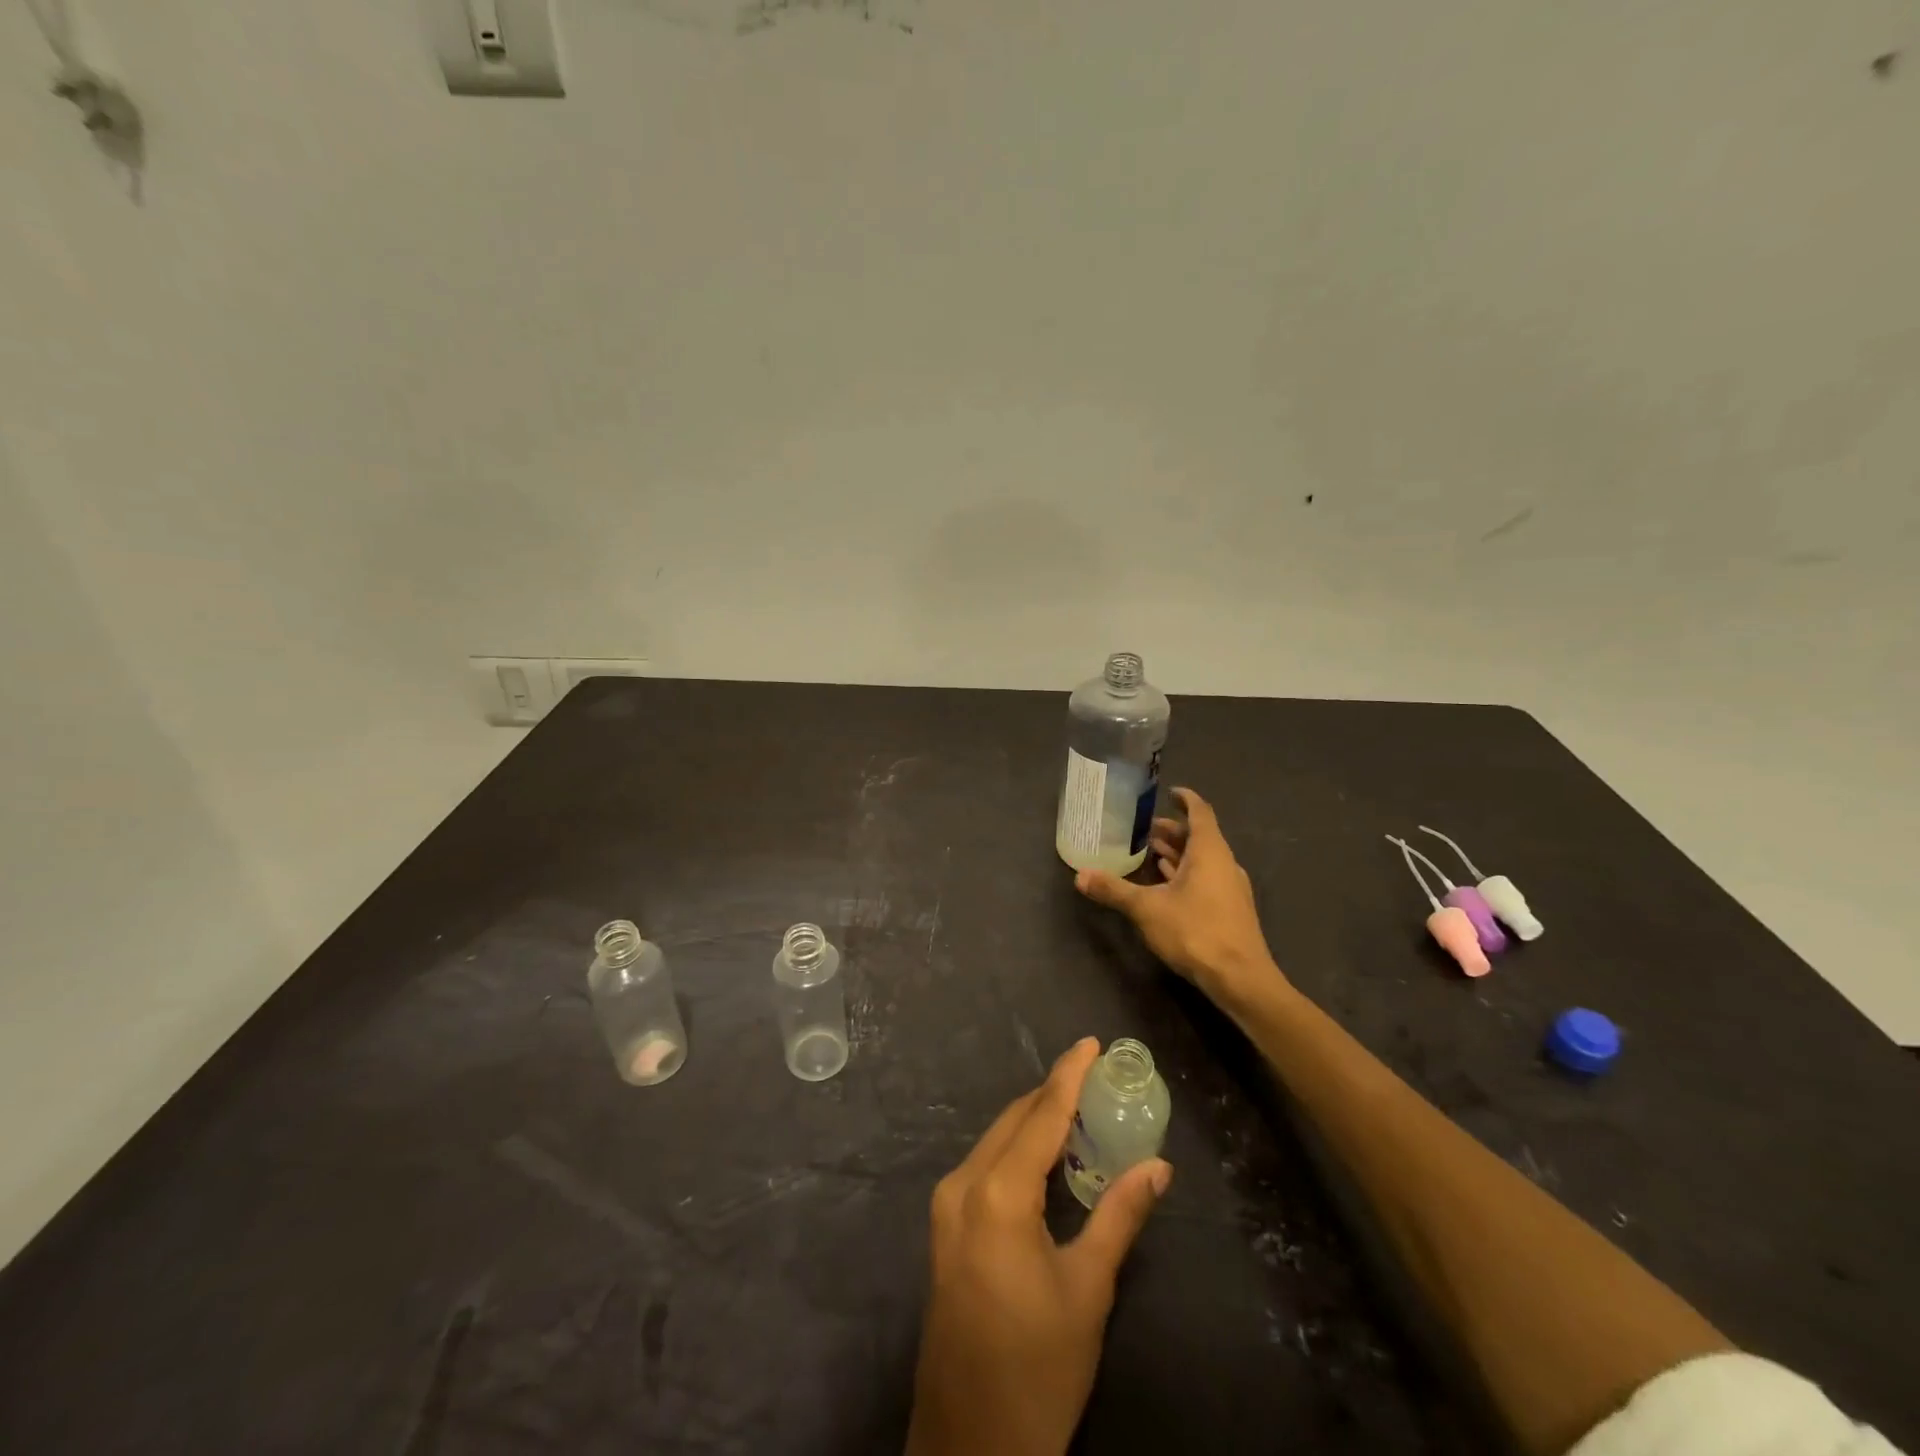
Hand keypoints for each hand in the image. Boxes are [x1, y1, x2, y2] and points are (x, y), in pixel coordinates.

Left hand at [904, 1038, 1171, 1455]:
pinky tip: (1045, 1155)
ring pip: (996, 1140)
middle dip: (1052, 1094)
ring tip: (1079, 1108)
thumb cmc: (1037, 1367)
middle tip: (1094, 1076)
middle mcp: (963, 1185)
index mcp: (997, 1193)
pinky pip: (984, 1164)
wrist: (970, 1443)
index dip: (1068, 1075)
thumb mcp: (1088, 1289)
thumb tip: (1158, 1166)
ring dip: (1034, 1120)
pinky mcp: (944, 1227)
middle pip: (1014, 1120)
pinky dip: (1016, 1148)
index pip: (1040, 1115)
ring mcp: (947, 1206)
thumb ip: (1120, 1215)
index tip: (1090, 1042)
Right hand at [1075, 787, 1283, 1007]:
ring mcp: (1231, 888)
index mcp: (1209, 851)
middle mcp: (1224, 863)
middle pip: (1200, 837)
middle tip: (1146, 829)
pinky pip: (1207, 879)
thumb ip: (1114, 890)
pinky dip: (1187, 874)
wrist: (1240, 979)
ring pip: (1204, 860)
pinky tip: (1167, 886)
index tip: (1169, 792)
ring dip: (1179, 854)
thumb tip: (1080, 875)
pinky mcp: (1230, 910)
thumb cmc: (1195, 931)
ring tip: (1151, 853)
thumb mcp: (1147, 909)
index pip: (1200, 812)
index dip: (1185, 799)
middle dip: (1173, 831)